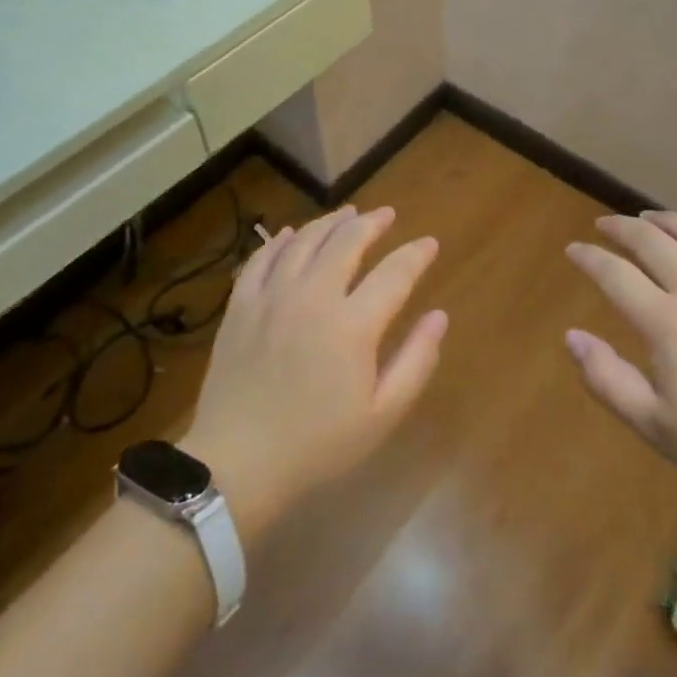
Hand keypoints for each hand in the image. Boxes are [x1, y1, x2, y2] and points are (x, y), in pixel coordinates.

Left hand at [183, 205, 446, 540]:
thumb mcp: (382, 414)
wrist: (237, 463)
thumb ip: (416, 361)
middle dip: (372, 223)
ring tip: (347, 213)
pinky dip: (279, 240)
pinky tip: (290, 233)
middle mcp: (313, 296)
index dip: (416, 254)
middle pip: (346, 242)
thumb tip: (439, 316)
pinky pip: (261, 258)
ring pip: (304, 241)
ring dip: (329, 222)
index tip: (429, 243)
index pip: (394, 273)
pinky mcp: (240, 305)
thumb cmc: (318, 445)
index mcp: (353, 324)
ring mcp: (271, 296)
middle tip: (386, 215)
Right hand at [563, 211, 676, 513]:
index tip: (573, 249)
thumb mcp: (658, 427)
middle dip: (620, 228)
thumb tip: (571, 336)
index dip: (588, 257)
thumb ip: (608, 380)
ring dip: (663, 220)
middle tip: (603, 225)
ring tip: (646, 218)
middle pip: (651, 240)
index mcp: (668, 323)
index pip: (615, 274)